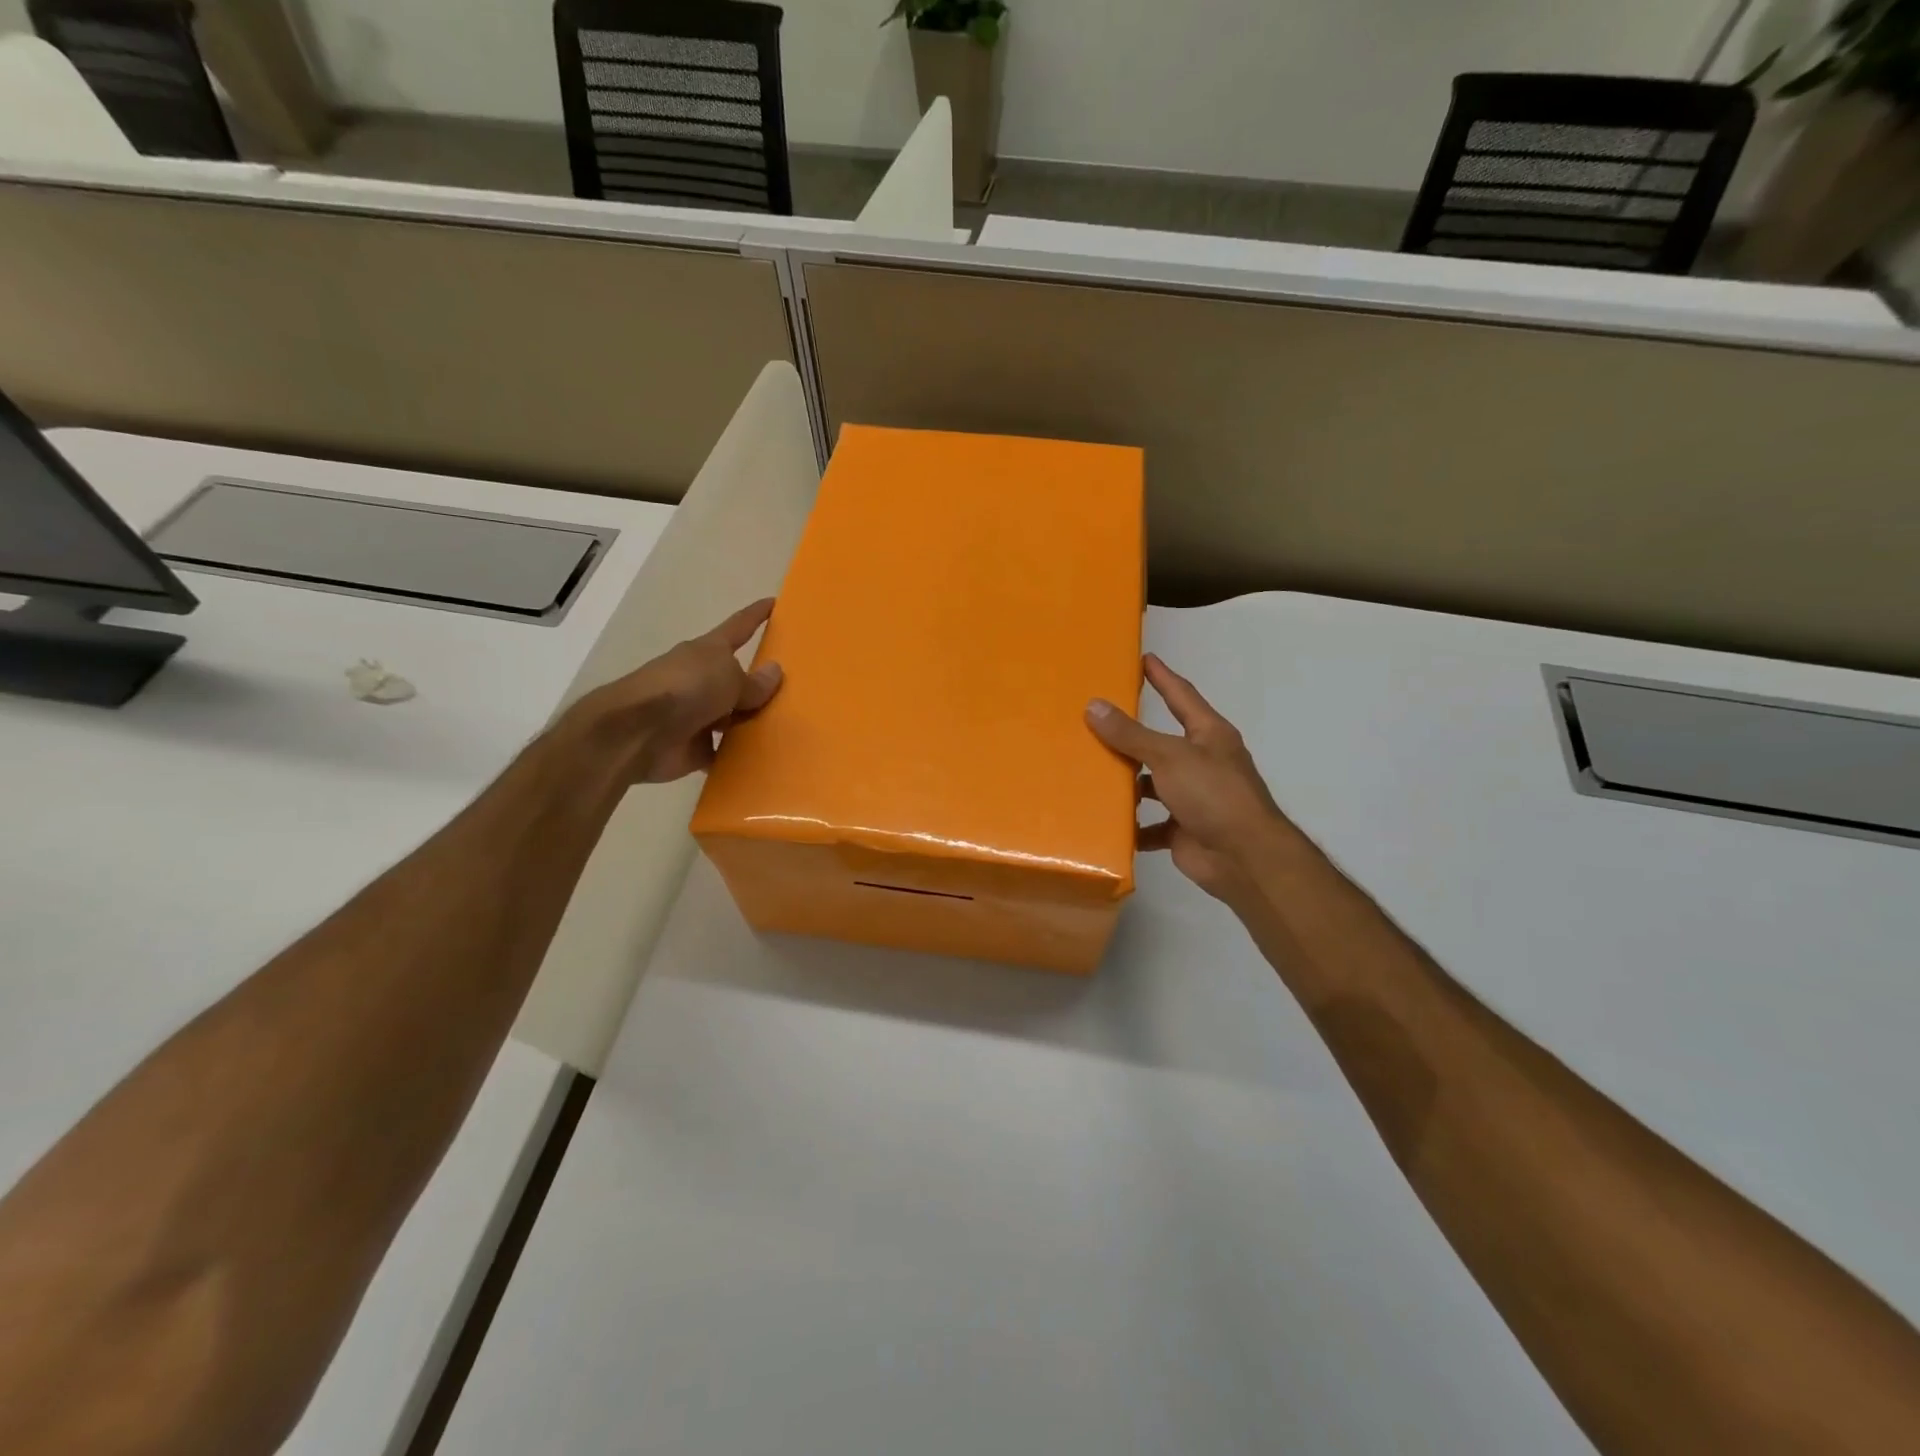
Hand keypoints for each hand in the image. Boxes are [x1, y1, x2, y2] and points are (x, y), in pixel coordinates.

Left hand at [568, 599, 783, 783]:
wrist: (637, 732)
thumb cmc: (685, 689)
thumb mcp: (728, 677)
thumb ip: (754, 681)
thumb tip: (774, 671)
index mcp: (709, 652)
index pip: (739, 627)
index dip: (756, 615)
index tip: (775, 603)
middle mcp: (703, 680)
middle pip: (738, 678)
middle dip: (761, 684)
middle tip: (797, 691)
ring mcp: (698, 715)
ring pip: (734, 718)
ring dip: (753, 723)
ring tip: (791, 730)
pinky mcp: (695, 747)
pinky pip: (726, 752)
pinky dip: (741, 756)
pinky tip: (768, 761)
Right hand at [1086, 654, 1291, 909]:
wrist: (1243, 858)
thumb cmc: (1213, 794)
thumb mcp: (1169, 756)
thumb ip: (1131, 734)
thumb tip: (1094, 706)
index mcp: (1208, 735)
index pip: (1181, 696)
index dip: (1162, 677)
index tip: (1143, 658)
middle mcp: (1202, 762)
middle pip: (1161, 742)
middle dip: (1132, 735)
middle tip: (1096, 719)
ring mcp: (1193, 798)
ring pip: (1152, 784)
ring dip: (1128, 783)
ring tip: (1090, 772)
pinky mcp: (1182, 829)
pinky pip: (1150, 824)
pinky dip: (1132, 825)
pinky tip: (1104, 821)